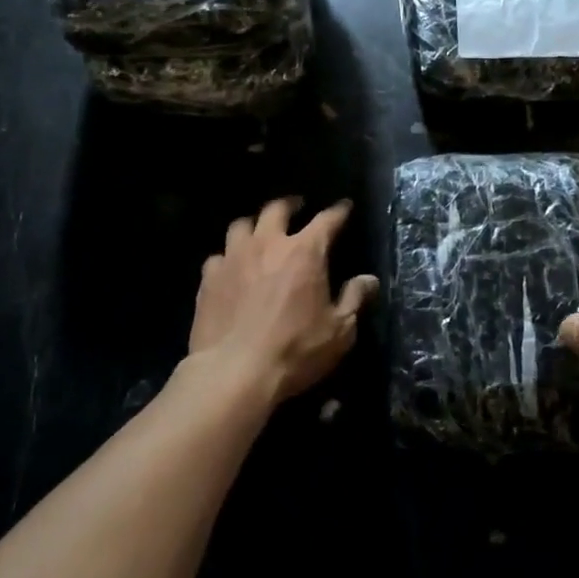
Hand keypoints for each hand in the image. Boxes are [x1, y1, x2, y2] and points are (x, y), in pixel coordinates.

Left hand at [187, 197, 379, 404]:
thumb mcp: (338, 330)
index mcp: (305, 252)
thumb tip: (368, 280)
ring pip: (241, 225)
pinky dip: (228, 257)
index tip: (344, 206)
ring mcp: (233, 258)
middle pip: (276, 209)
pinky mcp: (209, 278)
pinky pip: (219, 256)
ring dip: (254, 225)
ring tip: (259, 232)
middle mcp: (268, 244)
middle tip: (297, 206)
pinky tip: (231, 267)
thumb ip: (354, 299)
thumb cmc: (295, 350)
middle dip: (290, 204)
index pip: (326, 220)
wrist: (233, 372)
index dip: (338, 211)